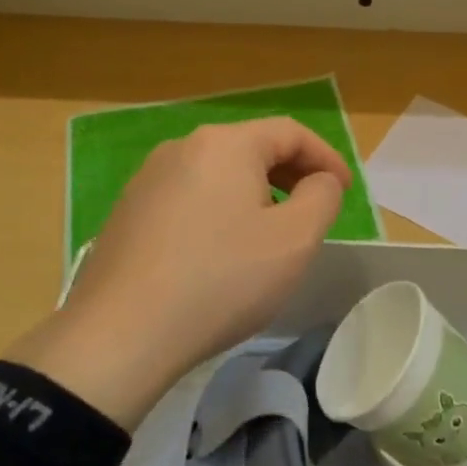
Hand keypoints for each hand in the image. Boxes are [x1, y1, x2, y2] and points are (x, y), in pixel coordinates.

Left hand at [5, 118, 349, 427]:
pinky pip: (189, 199)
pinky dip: (219, 213)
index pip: (290, 132)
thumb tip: (318, 181)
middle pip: (252, 148)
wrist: (122, 333)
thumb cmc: (222, 279)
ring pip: (219, 175)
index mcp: (225, 143)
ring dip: (255, 196)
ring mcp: (148, 179)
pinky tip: (221, 254)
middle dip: (291, 176)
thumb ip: (322, 197)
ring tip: (269, 236)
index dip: (326, 157)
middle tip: (312, 213)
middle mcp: (182, 147)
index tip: (344, 192)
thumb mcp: (295, 240)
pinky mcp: (129, 212)